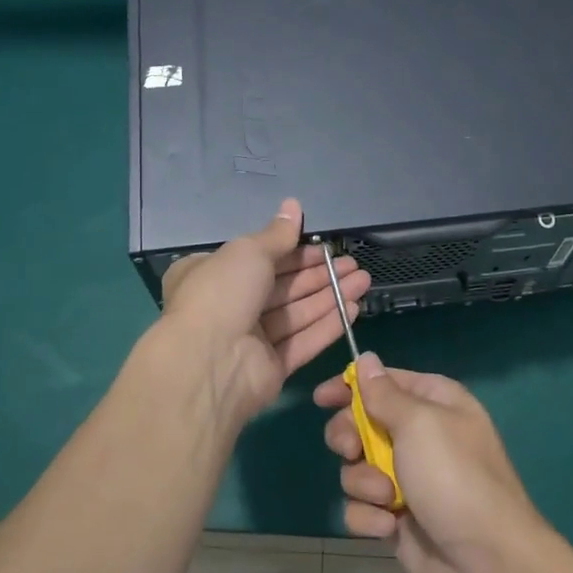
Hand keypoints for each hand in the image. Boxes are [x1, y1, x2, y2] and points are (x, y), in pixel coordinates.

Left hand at [159, 199, 370, 428]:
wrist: (209, 363)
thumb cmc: (221, 293)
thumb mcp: (248, 252)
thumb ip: (277, 234)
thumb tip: (293, 204)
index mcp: (212, 274)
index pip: (259, 258)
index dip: (293, 251)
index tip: (324, 246)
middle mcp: (229, 305)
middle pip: (282, 286)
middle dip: (318, 273)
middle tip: (353, 264)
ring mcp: (250, 339)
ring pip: (296, 313)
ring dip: (329, 295)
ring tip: (363, 280)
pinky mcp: (270, 367)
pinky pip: (302, 341)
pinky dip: (326, 325)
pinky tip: (352, 308)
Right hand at [315, 354, 556, 572]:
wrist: (488, 565)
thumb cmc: (455, 478)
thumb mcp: (419, 423)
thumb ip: (384, 393)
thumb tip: (366, 359)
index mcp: (434, 403)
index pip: (384, 381)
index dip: (351, 386)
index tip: (321, 398)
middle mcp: (420, 437)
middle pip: (361, 423)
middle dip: (349, 438)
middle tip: (351, 450)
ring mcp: (408, 480)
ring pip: (356, 468)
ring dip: (363, 482)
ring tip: (387, 498)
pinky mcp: (397, 518)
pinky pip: (362, 507)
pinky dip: (370, 516)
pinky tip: (391, 527)